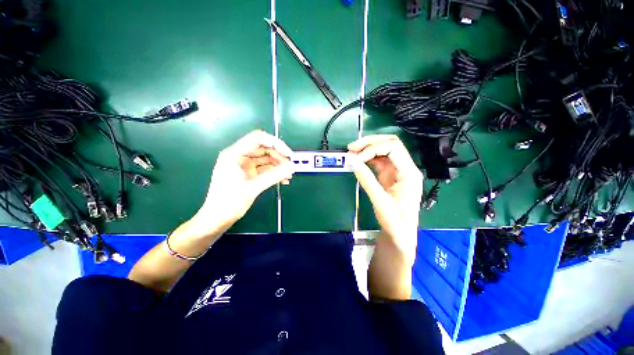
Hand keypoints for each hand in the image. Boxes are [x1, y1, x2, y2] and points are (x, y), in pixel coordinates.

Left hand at [194, 130, 293, 232]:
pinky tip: (283, 179)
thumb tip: (291, 168)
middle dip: (279, 157)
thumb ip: (273, 176)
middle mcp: (239, 156)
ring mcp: (244, 165)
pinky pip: (265, 169)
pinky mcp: (249, 174)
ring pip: (266, 159)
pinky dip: (274, 173)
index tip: (288, 154)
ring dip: (278, 166)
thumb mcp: (252, 188)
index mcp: (234, 154)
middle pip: (264, 149)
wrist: (217, 219)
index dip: (275, 143)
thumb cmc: (228, 203)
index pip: (258, 139)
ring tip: (288, 175)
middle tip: (290, 167)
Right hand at [348, 135, 422, 254]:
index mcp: (409, 173)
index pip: (394, 148)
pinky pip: (379, 161)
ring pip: (384, 150)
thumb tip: (351, 160)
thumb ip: (366, 179)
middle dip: (370, 142)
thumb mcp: (379, 201)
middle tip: (352, 147)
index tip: (357, 157)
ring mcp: (398, 170)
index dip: (373, 148)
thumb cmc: (395, 221)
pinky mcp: (390, 175)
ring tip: (352, 152)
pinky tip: (358, 160)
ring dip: (368, 148)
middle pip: (390, 144)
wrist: (400, 234)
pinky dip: (367, 158)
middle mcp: (405, 167)